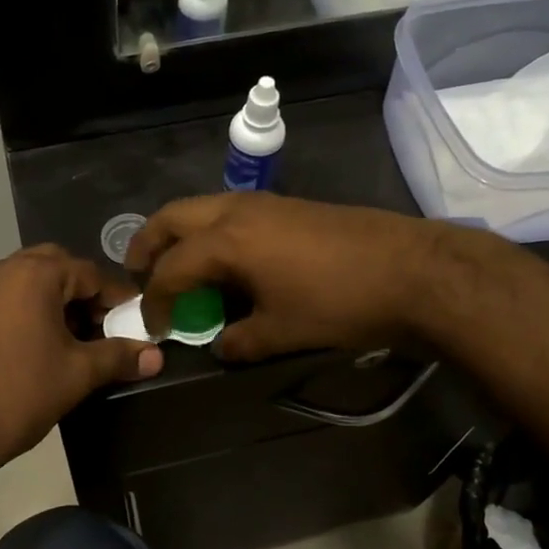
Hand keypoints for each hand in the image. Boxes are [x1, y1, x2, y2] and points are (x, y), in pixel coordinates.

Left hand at [0, 245, 162, 488]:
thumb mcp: (79, 373)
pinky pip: (14, 296)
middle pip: (60, 268)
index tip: (138, 322)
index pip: (91, 274)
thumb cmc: (21, 393)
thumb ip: (120, 356)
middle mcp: (6, 269)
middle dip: (87, 295)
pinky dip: (36, 309)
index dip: (119, 298)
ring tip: (81, 339)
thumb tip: (157, 356)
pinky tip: (49, 344)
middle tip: (105, 327)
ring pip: (35, 280)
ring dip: (61, 301)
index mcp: (35, 274)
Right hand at [126, 193, 445, 359]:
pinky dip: (209, 231)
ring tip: (176, 266)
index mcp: (226, 241)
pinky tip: (225, 261)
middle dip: (147, 244)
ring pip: (201, 208)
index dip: (153, 300)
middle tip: (138, 274)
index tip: (152, 326)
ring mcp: (264, 203)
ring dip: (179, 234)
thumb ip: (240, 341)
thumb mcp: (283, 331)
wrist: (411, 270)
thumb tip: (220, 345)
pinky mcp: (287, 205)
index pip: (169, 269)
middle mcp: (236, 211)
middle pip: (172, 217)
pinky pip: (229, 212)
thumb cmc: (339, 302)